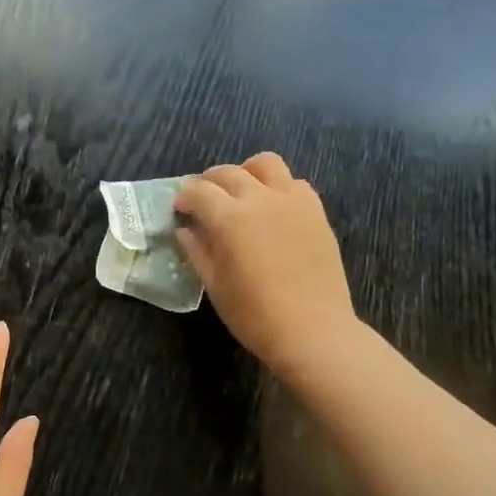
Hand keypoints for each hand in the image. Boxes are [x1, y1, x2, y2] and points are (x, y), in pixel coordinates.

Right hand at [175, 152, 356, 381]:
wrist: (314, 331)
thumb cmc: (255, 315)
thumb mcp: (215, 286)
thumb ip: (197, 251)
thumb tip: (185, 230)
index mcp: (229, 218)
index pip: (198, 191)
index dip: (184, 197)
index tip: (179, 210)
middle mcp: (260, 199)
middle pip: (228, 172)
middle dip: (208, 182)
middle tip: (203, 201)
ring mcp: (292, 201)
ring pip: (265, 163)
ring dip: (246, 172)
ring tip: (241, 192)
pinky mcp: (316, 211)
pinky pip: (294, 182)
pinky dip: (277, 187)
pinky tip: (273, 209)